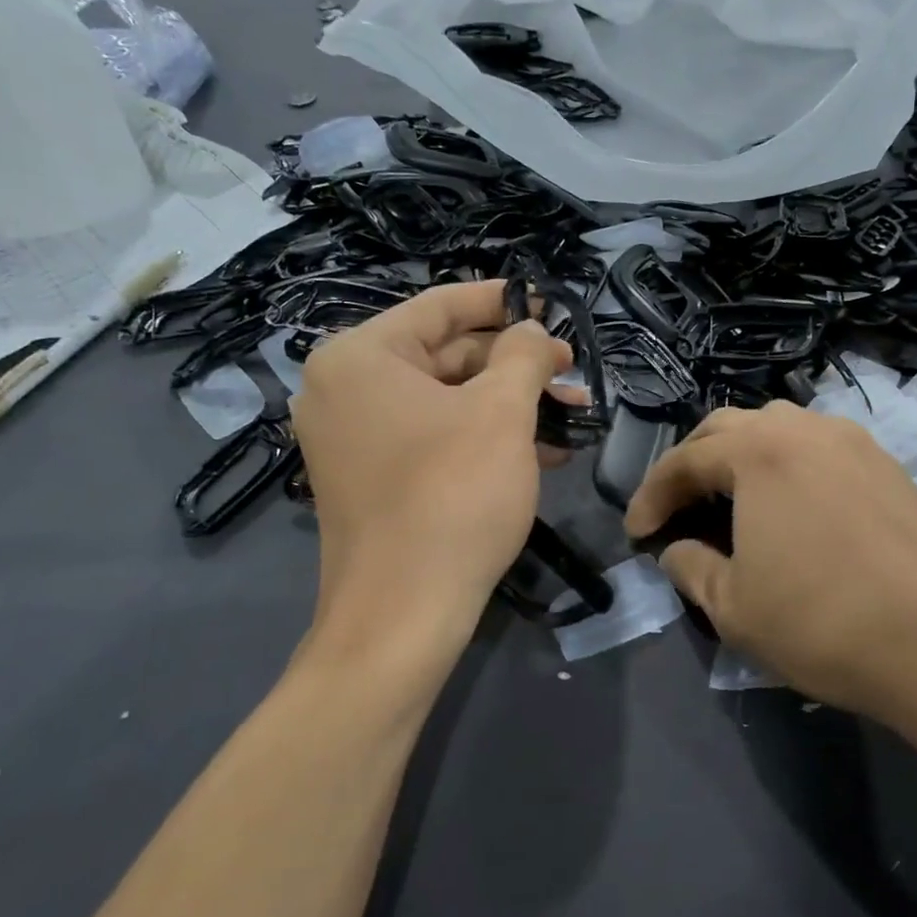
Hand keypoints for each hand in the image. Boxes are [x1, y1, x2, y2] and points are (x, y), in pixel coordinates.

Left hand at [293, 280, 571, 654]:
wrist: (403, 614)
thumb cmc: (453, 495)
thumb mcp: (502, 413)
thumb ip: (523, 355)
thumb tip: (532, 331)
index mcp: (360, 357)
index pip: (440, 307)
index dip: (501, 302)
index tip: (548, 305)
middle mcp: (345, 389)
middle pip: (446, 356)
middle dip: (516, 365)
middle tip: (571, 373)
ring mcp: (355, 438)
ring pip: (447, 401)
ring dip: (510, 405)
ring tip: (571, 414)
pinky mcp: (373, 478)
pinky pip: (434, 438)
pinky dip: (485, 438)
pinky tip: (542, 450)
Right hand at [624, 402, 916, 769]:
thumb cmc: (826, 622)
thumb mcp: (734, 607)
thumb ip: (690, 568)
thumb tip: (677, 551)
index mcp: (758, 450)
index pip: (684, 460)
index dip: (651, 495)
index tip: (636, 531)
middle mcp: (805, 428)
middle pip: (728, 430)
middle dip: (692, 465)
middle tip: (677, 507)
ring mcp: (854, 442)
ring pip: (778, 432)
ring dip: (741, 460)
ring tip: (730, 502)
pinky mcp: (889, 466)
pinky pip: (818, 450)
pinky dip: (787, 469)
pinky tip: (790, 508)